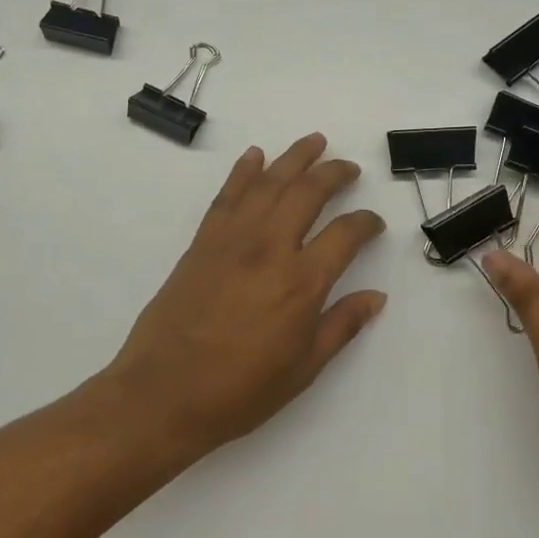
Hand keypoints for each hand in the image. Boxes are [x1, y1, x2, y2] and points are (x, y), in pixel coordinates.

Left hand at [106, 133, 387, 451]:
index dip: (367, 223)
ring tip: (314, 142)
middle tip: (349, 168)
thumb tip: (376, 296)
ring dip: (294, 158)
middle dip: (334, 174)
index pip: (346, 234)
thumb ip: (341, 326)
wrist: (162, 395)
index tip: (374, 224)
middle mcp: (270, 249)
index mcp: (301, 283)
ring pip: (269, 183)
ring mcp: (232, 240)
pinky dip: (243, 171)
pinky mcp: (202, 242)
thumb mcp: (303, 369)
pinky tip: (255, 156)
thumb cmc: (239, 391)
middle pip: (308, 193)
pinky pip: (227, 195)